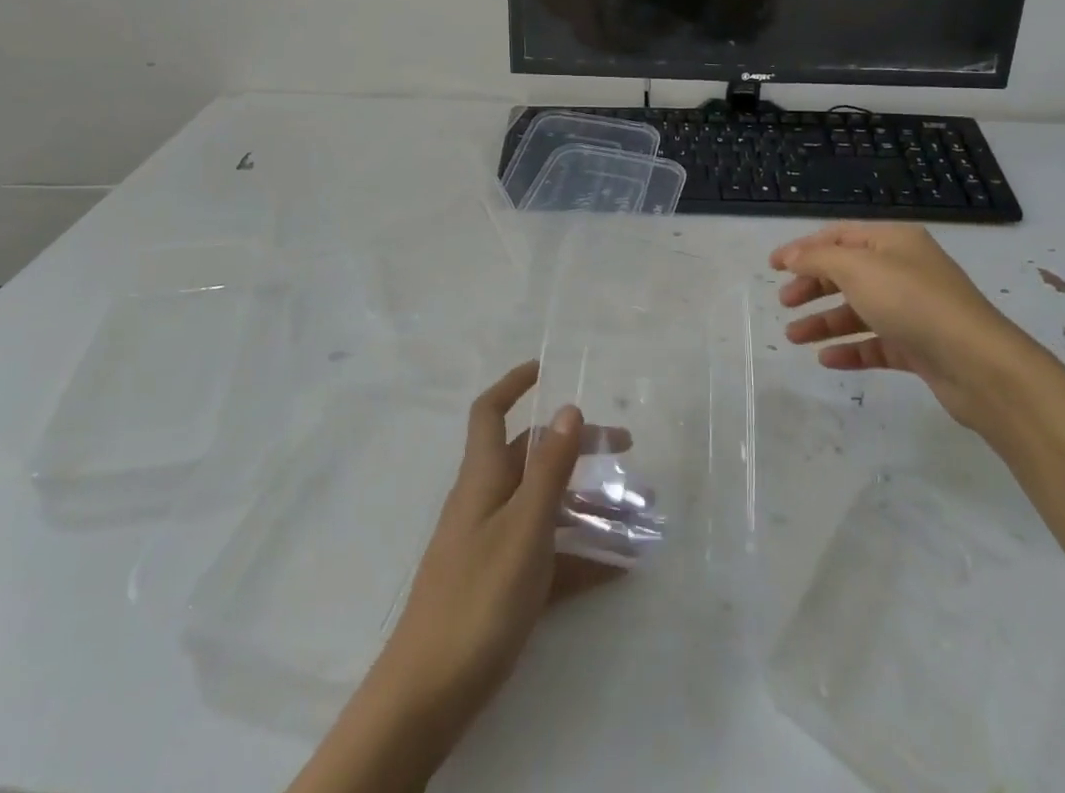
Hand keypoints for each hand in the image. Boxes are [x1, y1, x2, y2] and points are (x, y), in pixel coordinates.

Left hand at [364, 361, 621, 746]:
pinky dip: (579, 554)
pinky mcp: (499, 584)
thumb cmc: (478, 598)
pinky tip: (618, 568)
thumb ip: (549, 470)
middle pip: (531, 457)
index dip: (512, 385)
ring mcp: (491, 544)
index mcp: (483, 477)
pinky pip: (545, 554)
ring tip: (637, 514)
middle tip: (625, 449)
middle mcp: (486, 501)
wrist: (427, 695)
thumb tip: (568, 407)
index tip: (543, 369)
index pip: (490, 412)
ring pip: (544, 507)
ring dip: (587, 504)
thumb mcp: (524, 529)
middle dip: (576, 447)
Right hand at [772, 222, 1036, 428]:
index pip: (839, 237)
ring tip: (793, 337)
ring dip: (824, 321)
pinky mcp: (919, 346)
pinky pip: (875, 343)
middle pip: (847, 273)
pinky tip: (827, 359)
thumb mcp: (857, 270)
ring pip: (858, 310)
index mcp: (893, 242)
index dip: (803, 248)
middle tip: (784, 302)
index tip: (772, 266)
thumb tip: (792, 256)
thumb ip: (818, 259)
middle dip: (812, 286)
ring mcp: (912, 310)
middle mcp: (904, 270)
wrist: (979, 364)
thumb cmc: (913, 303)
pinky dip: (850, 348)